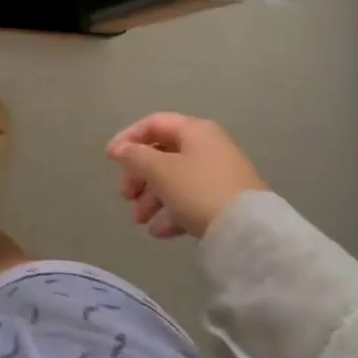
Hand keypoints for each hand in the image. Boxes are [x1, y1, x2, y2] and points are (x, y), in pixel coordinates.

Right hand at [105, 113, 266, 239]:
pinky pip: (190, 200)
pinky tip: (158, 232)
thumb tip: (121, 149)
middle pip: (162, 154)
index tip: (110, 159)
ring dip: (151, 198)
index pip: (153, 124)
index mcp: (194, 131)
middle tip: (125, 195)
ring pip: (175, 180)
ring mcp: (218, 175)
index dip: (128, 138)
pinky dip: (171, 212)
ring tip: (139, 220)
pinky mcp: (225, 201)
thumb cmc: (198, 189)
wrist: (248, 230)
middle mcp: (208, 147)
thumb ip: (135, 156)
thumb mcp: (159, 169)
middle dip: (139, 176)